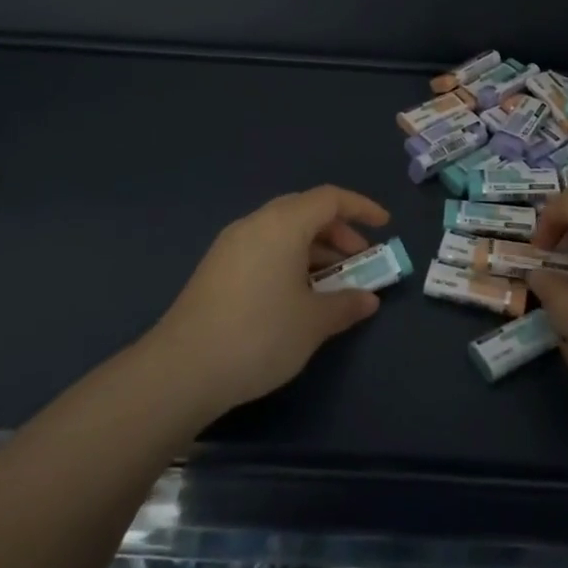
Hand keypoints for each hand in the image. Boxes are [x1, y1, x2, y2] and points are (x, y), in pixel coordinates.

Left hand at [150, 185, 388, 419]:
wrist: (182, 369)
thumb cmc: (260, 334)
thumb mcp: (313, 322)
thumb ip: (346, 304)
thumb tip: (368, 299)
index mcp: (283, 224)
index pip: (329, 199)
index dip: (361, 208)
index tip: (384, 227)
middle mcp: (255, 224)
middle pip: (305, 211)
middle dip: (338, 232)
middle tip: (358, 261)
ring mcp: (231, 245)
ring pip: (282, 231)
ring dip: (313, 249)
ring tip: (331, 284)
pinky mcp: (216, 268)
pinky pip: (264, 248)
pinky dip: (289, 260)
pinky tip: (296, 296)